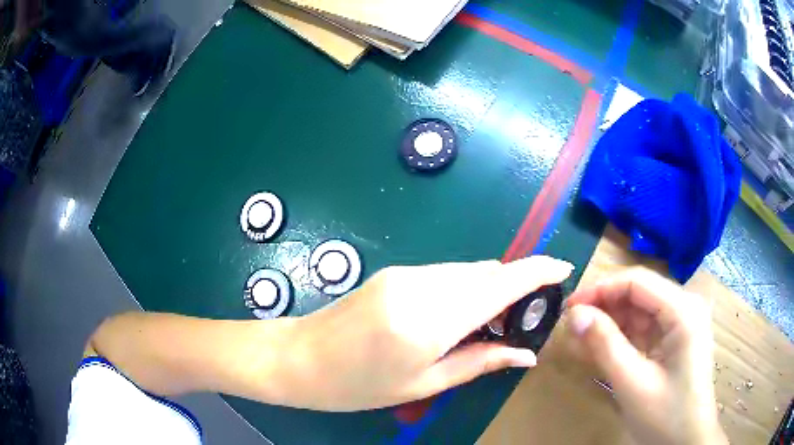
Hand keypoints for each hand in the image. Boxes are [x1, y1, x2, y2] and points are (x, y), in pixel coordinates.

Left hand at [281, 256, 572, 410]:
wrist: (299, 358)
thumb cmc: (358, 385)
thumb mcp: (423, 383)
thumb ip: (479, 363)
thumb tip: (526, 355)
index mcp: (432, 320)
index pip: (501, 284)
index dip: (537, 272)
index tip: (563, 270)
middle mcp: (423, 285)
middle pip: (487, 273)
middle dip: (512, 289)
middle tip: (518, 322)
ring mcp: (406, 273)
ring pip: (467, 272)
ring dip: (487, 290)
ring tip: (487, 326)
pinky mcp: (395, 272)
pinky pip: (445, 274)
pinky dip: (463, 289)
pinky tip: (456, 316)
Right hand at [565, 268, 727, 444]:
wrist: (686, 441)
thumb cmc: (667, 416)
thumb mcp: (633, 384)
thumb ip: (605, 346)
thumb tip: (575, 315)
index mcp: (683, 311)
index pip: (637, 282)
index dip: (601, 289)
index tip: (569, 307)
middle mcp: (685, 308)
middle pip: (639, 293)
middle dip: (604, 306)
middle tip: (572, 325)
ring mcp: (681, 323)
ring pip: (639, 310)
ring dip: (610, 323)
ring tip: (580, 339)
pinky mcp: (675, 339)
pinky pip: (644, 329)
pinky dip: (621, 337)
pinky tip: (600, 348)